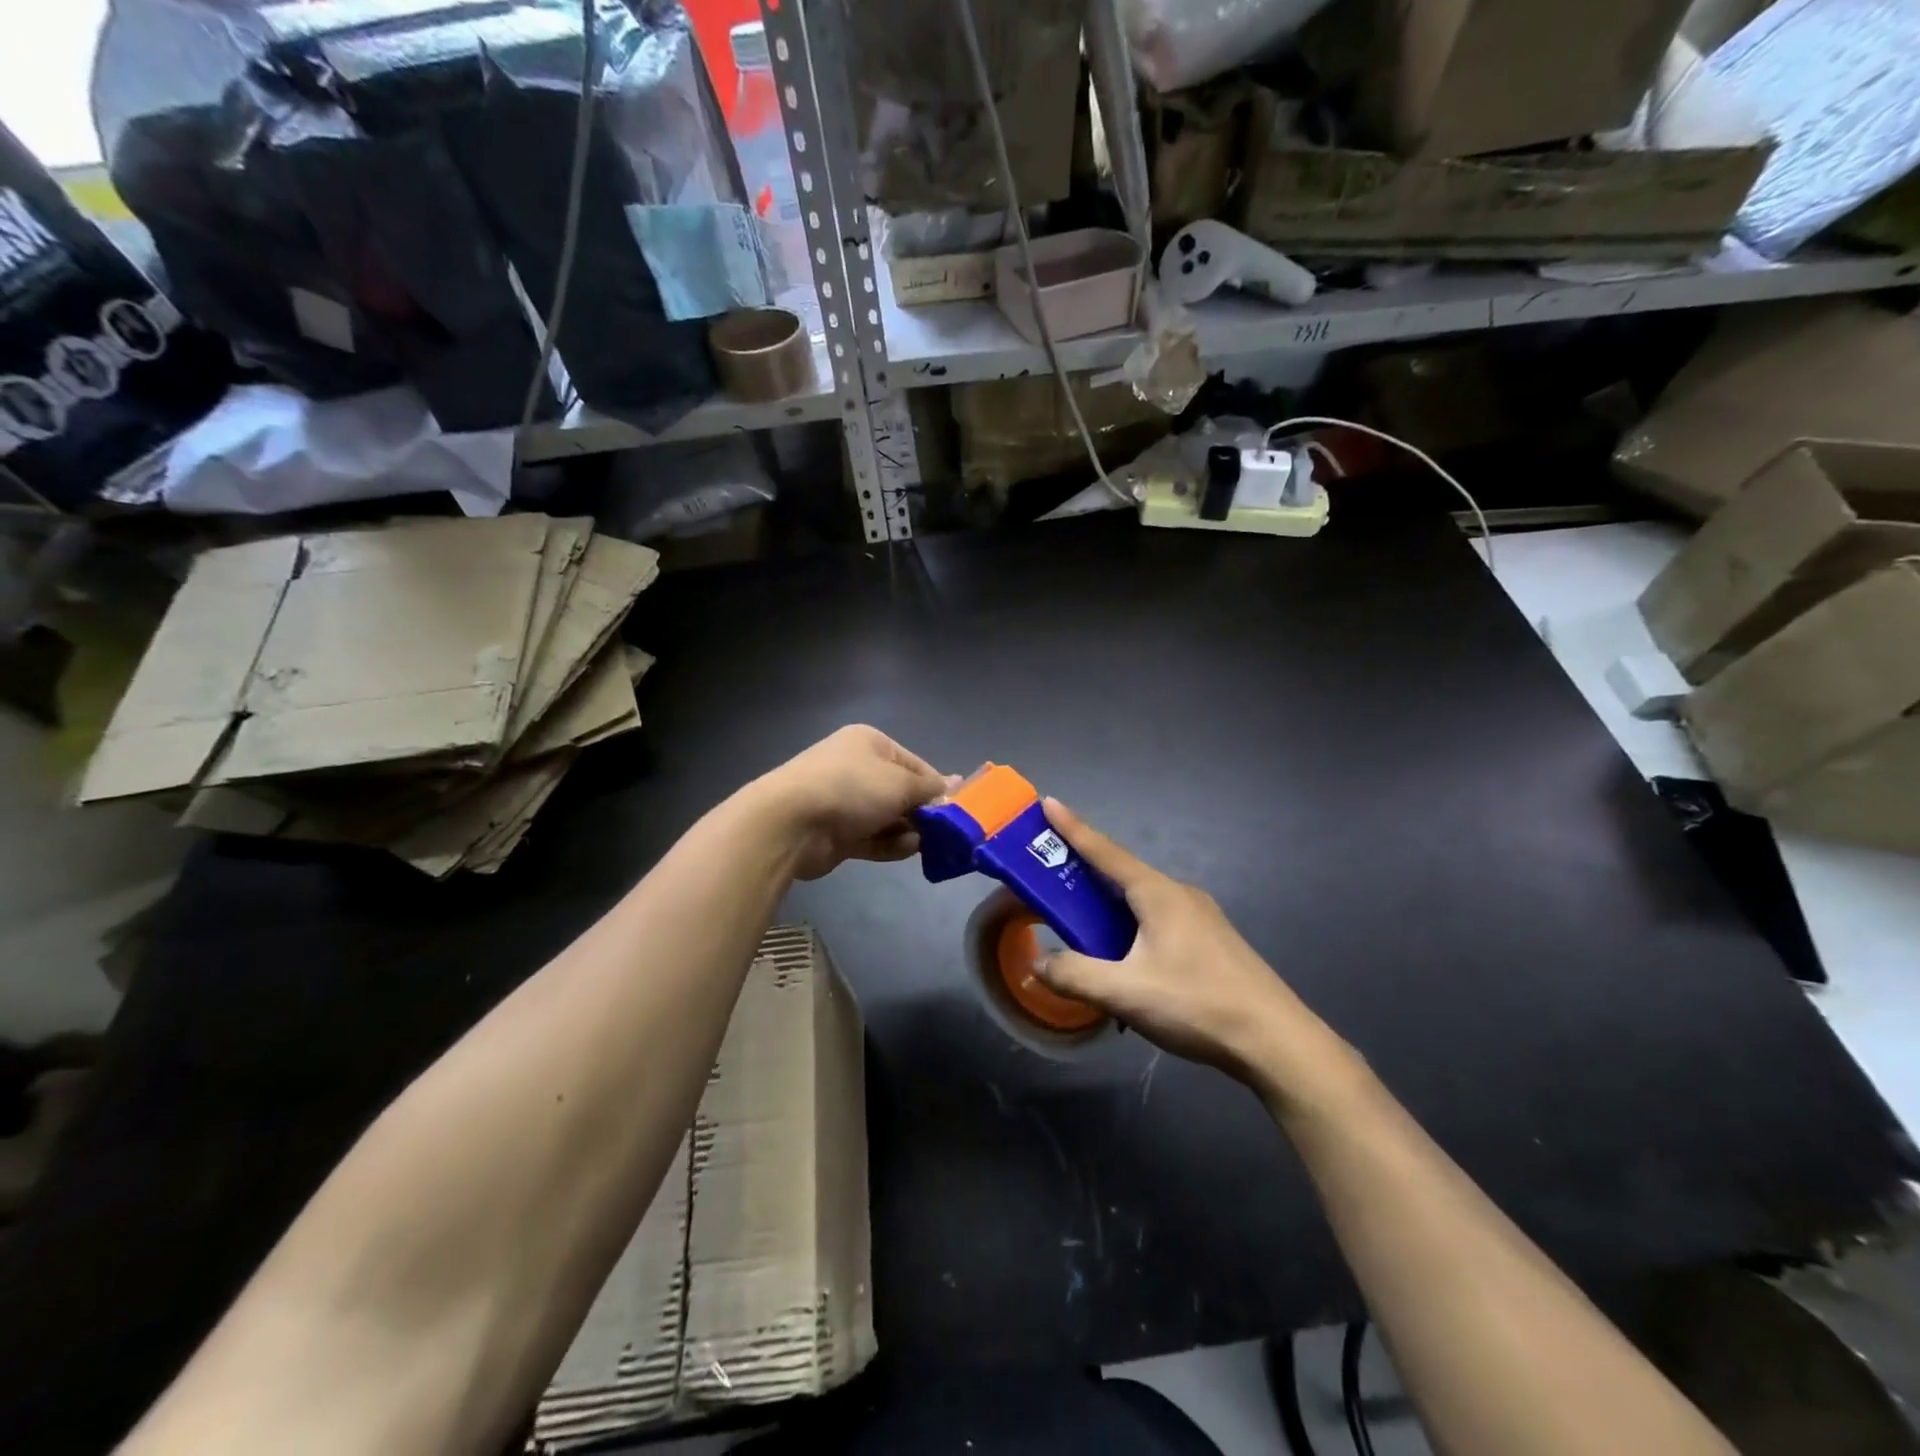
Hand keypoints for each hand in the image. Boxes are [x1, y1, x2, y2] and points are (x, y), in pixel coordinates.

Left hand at [752, 725, 952, 880]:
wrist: (791, 822)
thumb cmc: (852, 788)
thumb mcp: (900, 783)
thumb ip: (930, 789)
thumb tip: (957, 783)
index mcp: (870, 743)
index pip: (914, 764)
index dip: (936, 787)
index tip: (956, 809)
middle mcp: (856, 768)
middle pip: (901, 793)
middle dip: (922, 813)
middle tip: (945, 832)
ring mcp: (844, 802)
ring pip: (887, 818)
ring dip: (907, 831)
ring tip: (924, 843)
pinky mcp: (836, 833)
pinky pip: (872, 838)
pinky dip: (889, 844)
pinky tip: (906, 850)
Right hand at [1036, 799, 1354, 1098]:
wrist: (1275, 1041)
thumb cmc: (1197, 1004)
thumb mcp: (1126, 992)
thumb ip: (1076, 975)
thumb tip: (1039, 963)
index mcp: (1158, 893)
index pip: (1105, 851)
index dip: (1072, 828)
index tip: (1049, 803)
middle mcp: (1180, 894)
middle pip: (1121, 876)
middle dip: (1084, 873)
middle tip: (1047, 878)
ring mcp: (1200, 918)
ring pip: (1141, 903)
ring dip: (1107, 909)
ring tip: (1080, 929)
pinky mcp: (1211, 942)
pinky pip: (1158, 923)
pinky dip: (1130, 929)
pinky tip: (1124, 963)